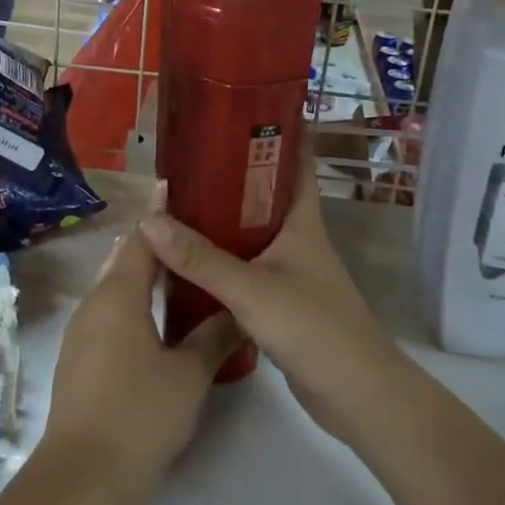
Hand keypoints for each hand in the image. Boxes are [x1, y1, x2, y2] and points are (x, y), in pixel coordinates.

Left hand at [33, 194, 244, 504]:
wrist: (83, 475)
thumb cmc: (140, 415)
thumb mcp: (189, 375)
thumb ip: (214, 336)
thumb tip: (238, 310)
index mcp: (119, 294)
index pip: (144, 237)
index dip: (164, 214)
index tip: (186, 192)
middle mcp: (95, 301)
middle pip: (126, 256)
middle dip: (156, 241)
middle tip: (196, 230)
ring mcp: (83, 328)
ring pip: (116, 284)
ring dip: (144, 272)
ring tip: (184, 267)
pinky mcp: (80, 354)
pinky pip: (109, 309)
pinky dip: (133, 298)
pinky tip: (158, 313)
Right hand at [140, 157, 404, 442]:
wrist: (356, 395)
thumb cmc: (313, 327)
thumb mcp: (250, 289)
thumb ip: (200, 258)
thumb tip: (148, 222)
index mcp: (301, 220)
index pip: (295, 161)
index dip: (276, 131)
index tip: (239, 109)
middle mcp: (297, 238)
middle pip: (264, 194)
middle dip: (230, 173)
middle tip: (186, 157)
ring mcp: (290, 270)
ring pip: (250, 232)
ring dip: (221, 218)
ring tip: (177, 201)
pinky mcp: (281, 301)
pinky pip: (244, 266)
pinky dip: (220, 258)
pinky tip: (189, 258)